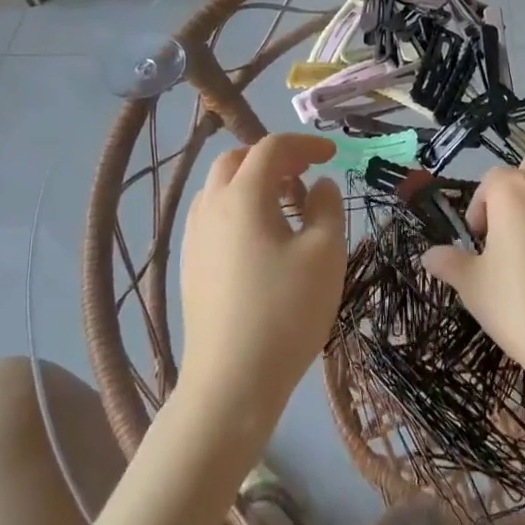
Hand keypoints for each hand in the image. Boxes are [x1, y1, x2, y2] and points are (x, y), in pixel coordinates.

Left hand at [177, 134, 346, 432]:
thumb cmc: (286, 310)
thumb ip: (327, 207)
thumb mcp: (326, 253)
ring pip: (221, 188)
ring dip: (254, 183)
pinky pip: (214, 216)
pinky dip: (240, 208)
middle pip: (237, 160)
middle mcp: (210, 207)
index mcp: (242, 196)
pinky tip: (263, 240)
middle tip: (306, 176)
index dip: (305, 144)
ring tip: (288, 208)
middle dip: (274, 159)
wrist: (232, 380)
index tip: (333, 155)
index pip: (272, 148)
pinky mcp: (191, 264)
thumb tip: (319, 186)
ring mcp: (194, 237)